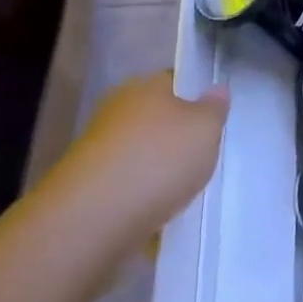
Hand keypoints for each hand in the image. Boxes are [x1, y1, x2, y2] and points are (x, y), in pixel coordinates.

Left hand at [32, 72, 229, 270]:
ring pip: (139, 156)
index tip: (213, 119)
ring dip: (157, 172)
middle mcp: (116, 112)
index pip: (174, 81)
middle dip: (176, 138)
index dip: (195, 96)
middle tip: (203, 157)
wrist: (93, 219)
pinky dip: (141, 201)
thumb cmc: (159, 160)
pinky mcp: (87, 190)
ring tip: (183, 193)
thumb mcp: (205, 128)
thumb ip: (214, 108)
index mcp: (143, 87)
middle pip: (156, 120)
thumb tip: (216, 90)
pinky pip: (125, 189)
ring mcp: (97, 152)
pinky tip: (158, 217)